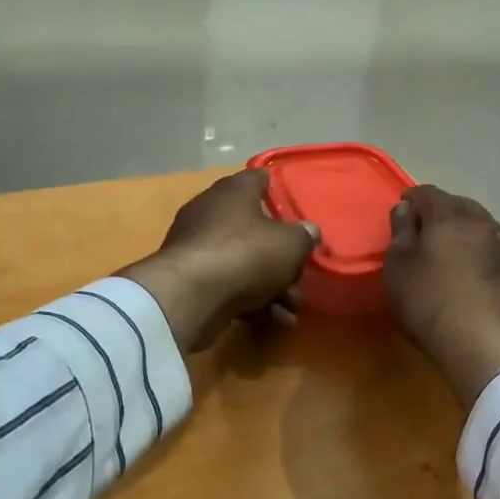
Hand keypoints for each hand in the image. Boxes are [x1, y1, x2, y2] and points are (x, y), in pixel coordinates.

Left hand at [119, 170, 319, 351]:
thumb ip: (304, 236)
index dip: (278, 189)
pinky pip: (229, 284)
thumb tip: (309, 231)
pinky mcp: (191, 279)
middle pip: (254, 226)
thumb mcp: (291, 244)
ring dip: (272, 284)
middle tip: (300, 272)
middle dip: (281, 253)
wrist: (191, 296)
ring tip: (294, 307)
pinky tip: (276, 320)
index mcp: (234, 191)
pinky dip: (252, 299)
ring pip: (244, 260)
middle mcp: (212, 211)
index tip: (296, 205)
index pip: (259, 179)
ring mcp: (198, 246)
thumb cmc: (246, 254)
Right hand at [383, 185, 499, 408]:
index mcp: (450, 216)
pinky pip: (492, 252)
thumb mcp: (398, 267)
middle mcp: (483, 223)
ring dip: (464, 233)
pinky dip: (478, 254)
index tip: (402, 208)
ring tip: (449, 251)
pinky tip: (470, 274)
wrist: (486, 345)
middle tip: (424, 229)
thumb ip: (401, 231)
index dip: (412, 198)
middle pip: (459, 206)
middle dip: (441, 212)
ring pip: (480, 228)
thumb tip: (407, 208)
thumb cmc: (430, 301)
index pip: (428, 193)